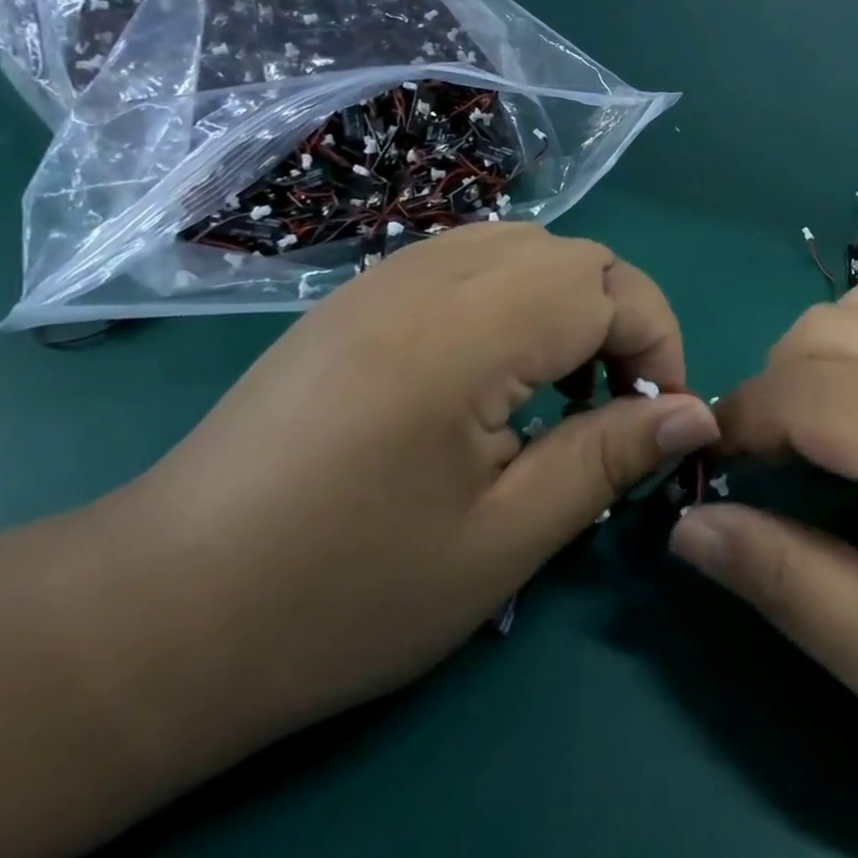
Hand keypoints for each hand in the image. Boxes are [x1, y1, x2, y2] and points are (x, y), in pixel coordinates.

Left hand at [116, 223, 718, 733]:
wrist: (159, 611)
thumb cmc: (343, 593)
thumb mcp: (503, 539)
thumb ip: (609, 458)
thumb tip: (697, 416)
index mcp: (465, 333)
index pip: (609, 288)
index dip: (659, 344)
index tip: (662, 420)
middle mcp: (429, 276)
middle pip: (574, 255)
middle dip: (621, 320)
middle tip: (615, 408)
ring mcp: (387, 276)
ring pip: (527, 246)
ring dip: (570, 305)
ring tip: (559, 390)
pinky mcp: (361, 294)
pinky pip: (473, 259)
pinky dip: (517, 298)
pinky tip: (495, 372)